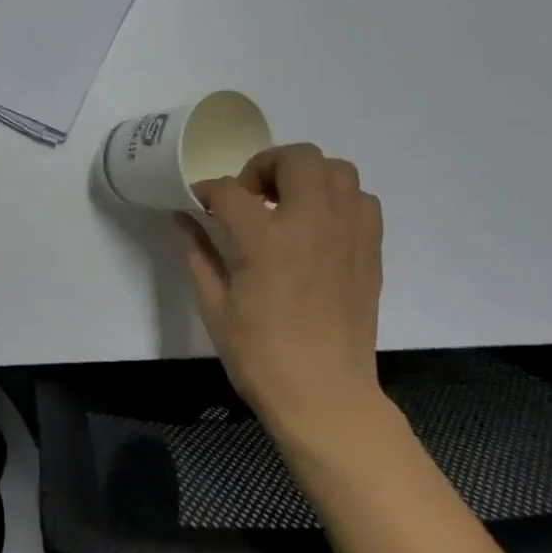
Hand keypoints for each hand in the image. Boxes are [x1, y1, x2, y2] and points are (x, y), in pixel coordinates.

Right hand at [179, 145, 385, 458]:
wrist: (324, 395)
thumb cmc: (260, 356)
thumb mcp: (214, 306)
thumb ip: (198, 253)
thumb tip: (181, 218)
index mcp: (265, 240)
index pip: (230, 191)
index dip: (208, 191)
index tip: (201, 201)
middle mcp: (311, 223)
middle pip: (295, 158)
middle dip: (264, 165)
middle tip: (250, 195)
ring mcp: (347, 234)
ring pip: (337, 170)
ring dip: (306, 176)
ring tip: (287, 204)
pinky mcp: (370, 250)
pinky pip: (362, 200)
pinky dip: (339, 199)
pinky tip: (319, 225)